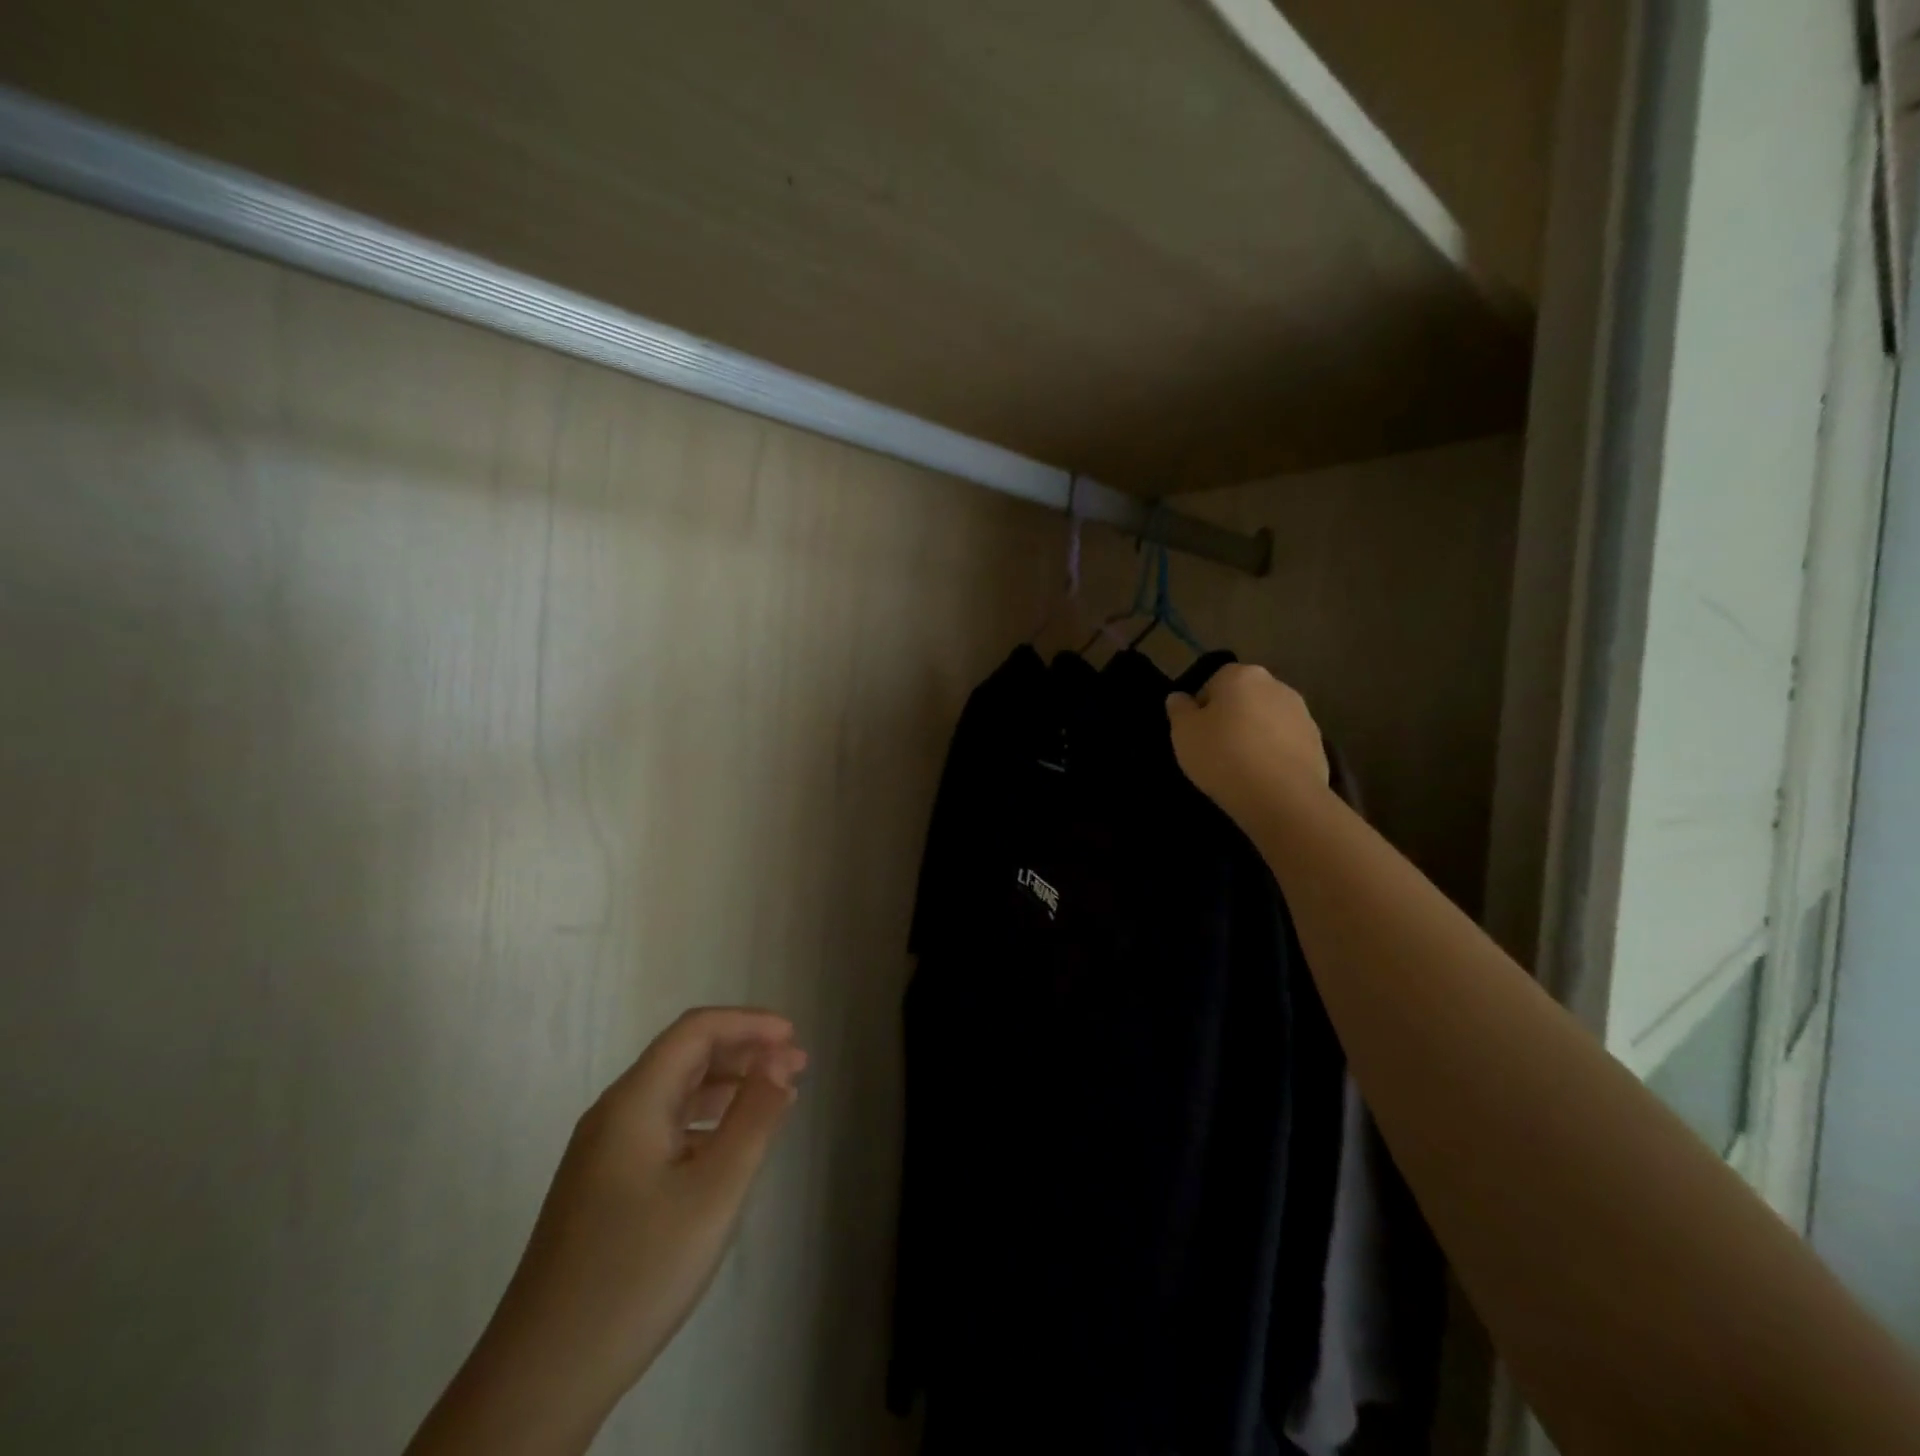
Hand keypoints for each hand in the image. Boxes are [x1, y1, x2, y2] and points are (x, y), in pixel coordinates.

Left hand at [407, 1008, 806, 1455]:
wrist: (540, 1379)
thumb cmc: (637, 1273)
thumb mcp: (713, 1192)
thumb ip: (753, 1116)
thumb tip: (782, 1059)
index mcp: (633, 1101)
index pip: (695, 1031)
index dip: (748, 1023)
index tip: (795, 1037)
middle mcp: (614, 1114)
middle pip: (684, 1056)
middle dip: (744, 1051)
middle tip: (798, 1065)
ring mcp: (604, 1153)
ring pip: (675, 1094)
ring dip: (728, 1085)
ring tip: (778, 1097)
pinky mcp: (605, 1187)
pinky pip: (665, 1128)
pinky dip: (707, 1120)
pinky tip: (732, 1145)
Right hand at [1166, 664, 1327, 825]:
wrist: (1281, 796)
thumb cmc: (1222, 755)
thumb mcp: (1183, 733)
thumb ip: (1179, 709)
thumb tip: (1179, 697)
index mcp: (1241, 676)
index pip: (1215, 680)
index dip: (1203, 706)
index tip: (1196, 732)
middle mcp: (1276, 685)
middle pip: (1245, 698)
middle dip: (1232, 717)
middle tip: (1216, 748)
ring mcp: (1302, 714)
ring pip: (1268, 720)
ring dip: (1256, 734)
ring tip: (1241, 766)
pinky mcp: (1318, 742)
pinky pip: (1286, 743)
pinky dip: (1275, 754)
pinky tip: (1264, 777)